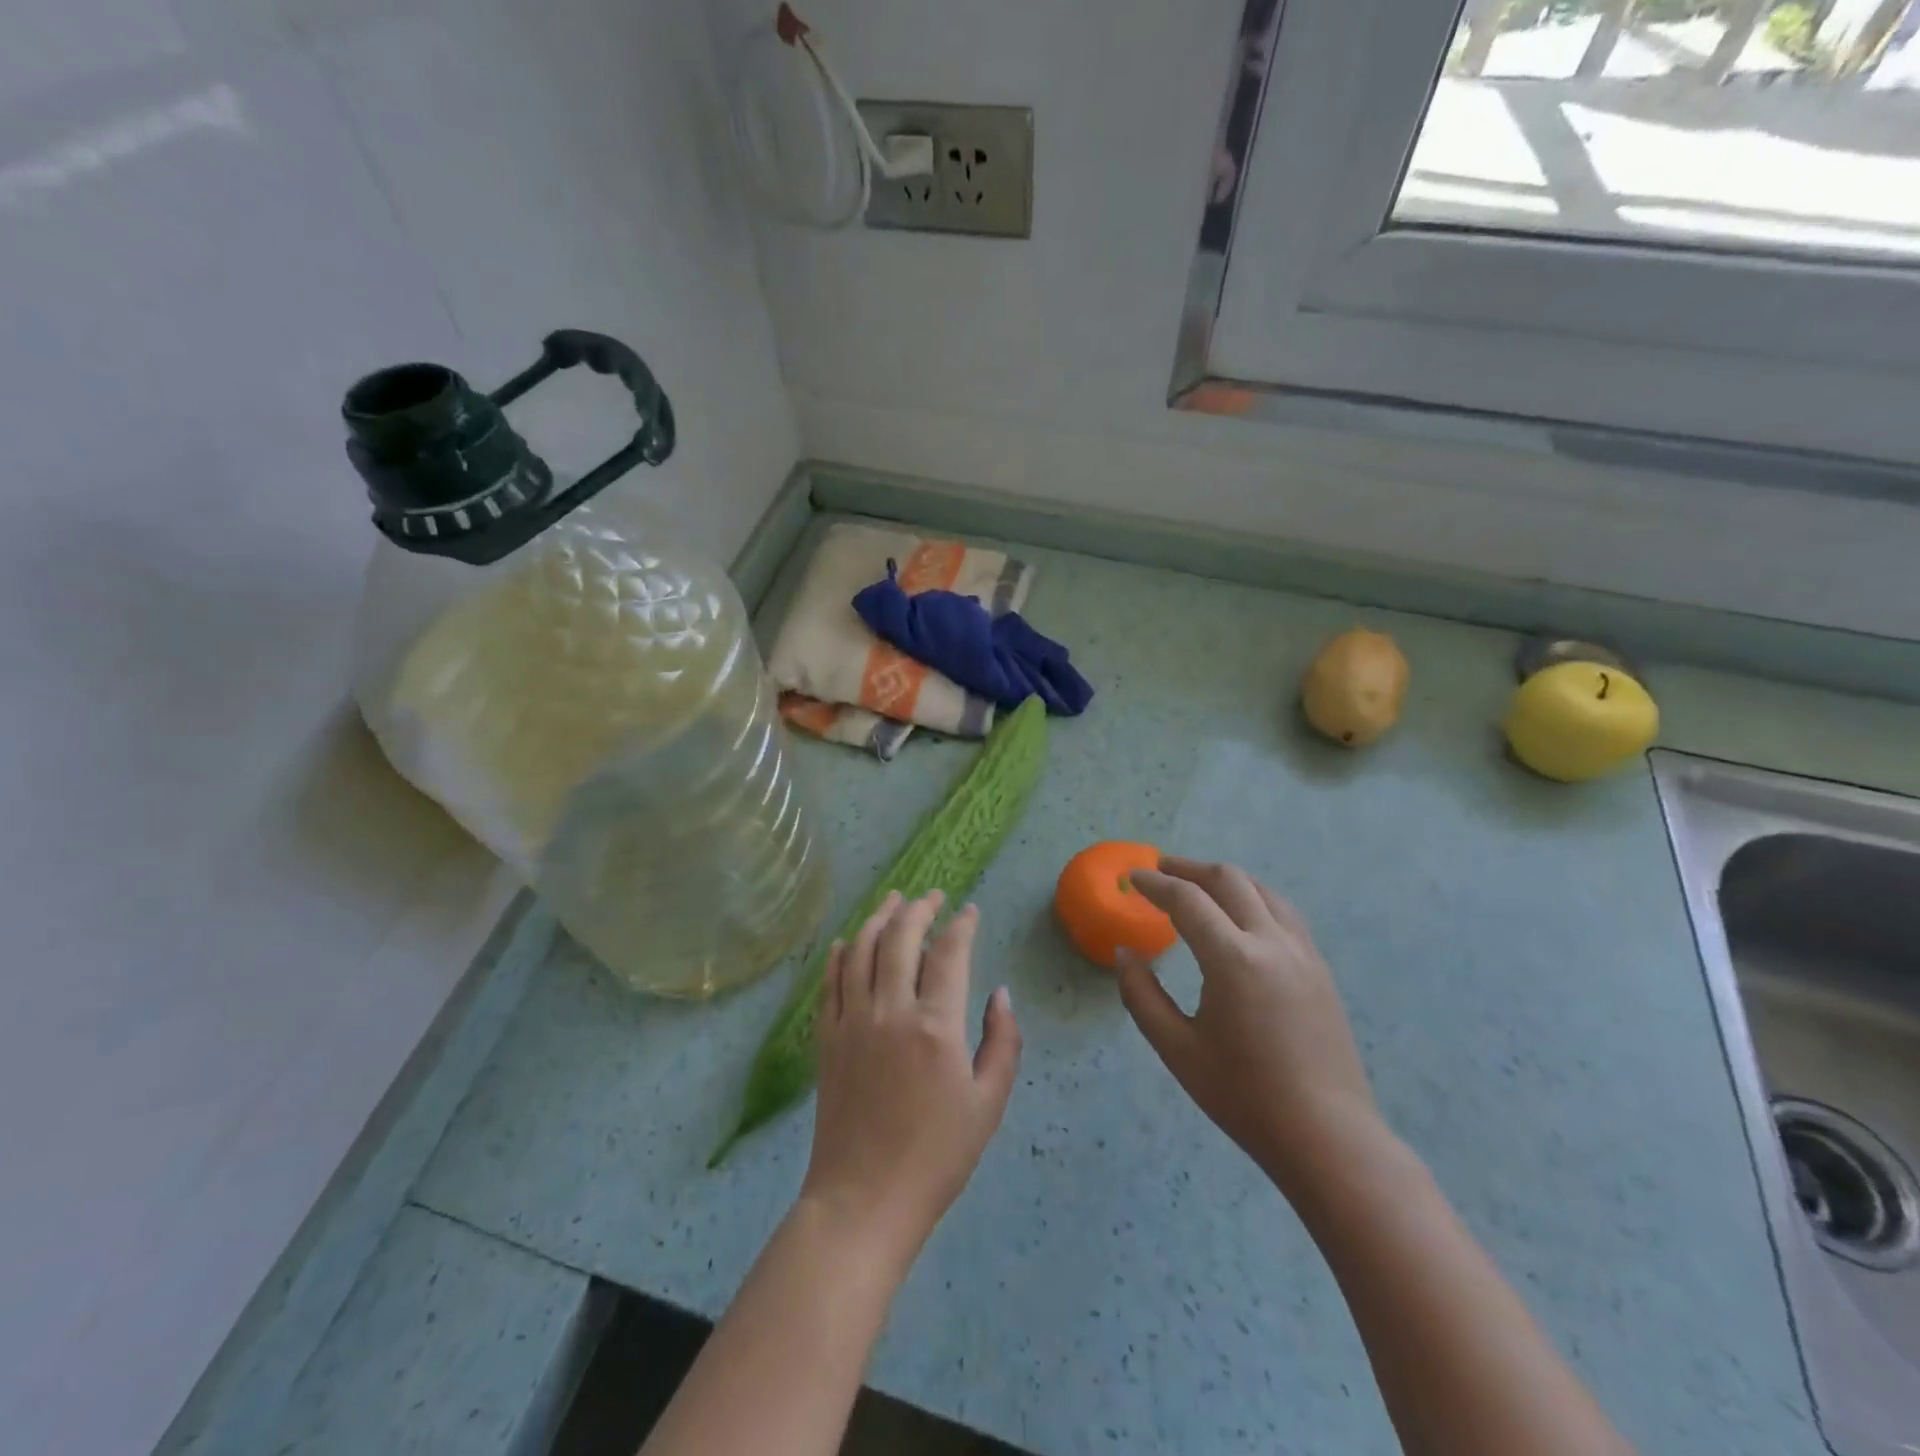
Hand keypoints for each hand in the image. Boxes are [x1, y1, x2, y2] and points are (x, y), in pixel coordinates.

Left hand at [800, 891, 1022, 1268]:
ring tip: (894, 901)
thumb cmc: (936, 1157)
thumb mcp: (989, 1104)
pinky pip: (831, 981)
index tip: (970, 911)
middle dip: (919, 908)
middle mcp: (890, 1011)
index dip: (961, 925)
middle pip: (900, 937)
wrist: (864, 1200)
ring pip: (860, 949)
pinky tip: (848, 941)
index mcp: (935, 1026)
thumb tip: (999, 994)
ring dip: (878, 918)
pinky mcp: (826, 1037)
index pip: (949, 953)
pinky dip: (840, 953)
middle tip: (933, 896)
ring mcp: (852, 1021)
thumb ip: (1002, 1042)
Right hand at [1116, 858, 1380, 1192]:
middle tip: (1160, 870)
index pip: (1187, 901)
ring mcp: (1303, 952)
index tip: (1131, 878)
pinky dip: (1252, 898)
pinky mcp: (1319, 968)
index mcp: (1233, 960)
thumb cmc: (1243, 1096)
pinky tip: (1240, 916)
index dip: (1155, 884)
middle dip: (1189, 869)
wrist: (1327, 1136)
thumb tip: (1125, 954)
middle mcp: (1271, 942)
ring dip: (1225, 879)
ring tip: (1198, 885)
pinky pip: (1282, 912)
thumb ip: (1142, 995)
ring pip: (1262, 890)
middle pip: (1229, 880)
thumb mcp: (1177, 1049)